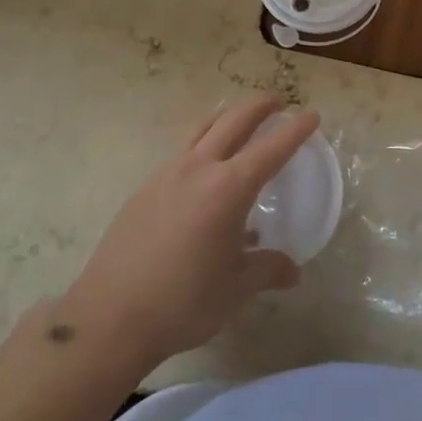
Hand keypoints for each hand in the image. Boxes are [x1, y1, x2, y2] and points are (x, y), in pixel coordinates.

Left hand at [50, 96, 316, 375]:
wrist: (109, 317)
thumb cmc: (182, 302)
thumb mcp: (235, 289)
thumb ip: (267, 270)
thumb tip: (293, 270)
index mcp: (229, 188)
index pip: (272, 149)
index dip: (295, 130)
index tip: (312, 115)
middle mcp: (199, 169)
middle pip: (234, 120)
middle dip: (260, 107)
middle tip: (278, 102)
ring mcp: (167, 174)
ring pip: (203, 129)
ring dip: (227, 117)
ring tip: (240, 120)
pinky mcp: (145, 188)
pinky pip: (182, 153)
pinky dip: (202, 144)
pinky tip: (204, 172)